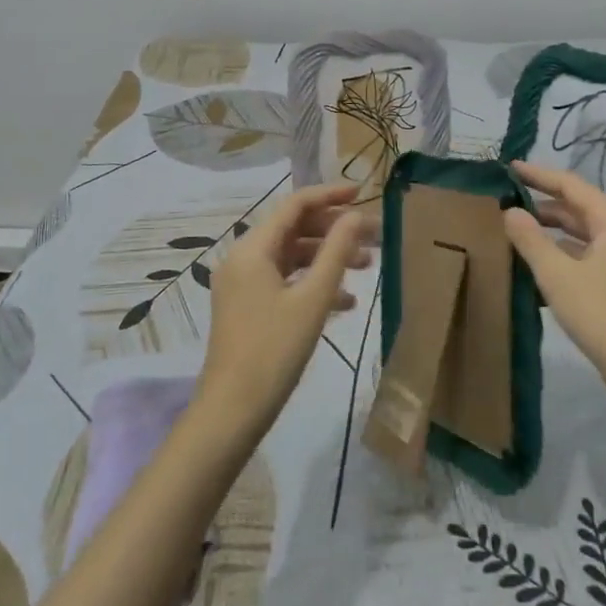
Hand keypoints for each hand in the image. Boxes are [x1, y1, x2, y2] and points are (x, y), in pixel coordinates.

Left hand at [197, 183, 375, 432]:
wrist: (233, 410)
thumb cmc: (274, 350)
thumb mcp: (313, 299)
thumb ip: (336, 252)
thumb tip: (356, 216)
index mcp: (253, 249)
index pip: (294, 205)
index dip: (330, 195)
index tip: (363, 194)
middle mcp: (243, 259)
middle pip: (294, 229)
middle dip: (334, 231)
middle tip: (373, 239)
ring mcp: (243, 284)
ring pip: (291, 257)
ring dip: (327, 259)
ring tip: (367, 268)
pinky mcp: (247, 307)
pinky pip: (284, 282)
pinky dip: (312, 284)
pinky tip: (344, 303)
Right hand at [503, 162, 605, 392]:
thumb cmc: (600, 314)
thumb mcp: (556, 274)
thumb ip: (530, 239)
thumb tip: (510, 212)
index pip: (572, 186)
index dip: (539, 176)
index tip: (511, 168)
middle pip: (579, 209)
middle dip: (543, 205)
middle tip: (507, 203)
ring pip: (583, 234)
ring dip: (551, 231)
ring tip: (516, 231)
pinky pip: (588, 255)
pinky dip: (563, 254)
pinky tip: (538, 265)